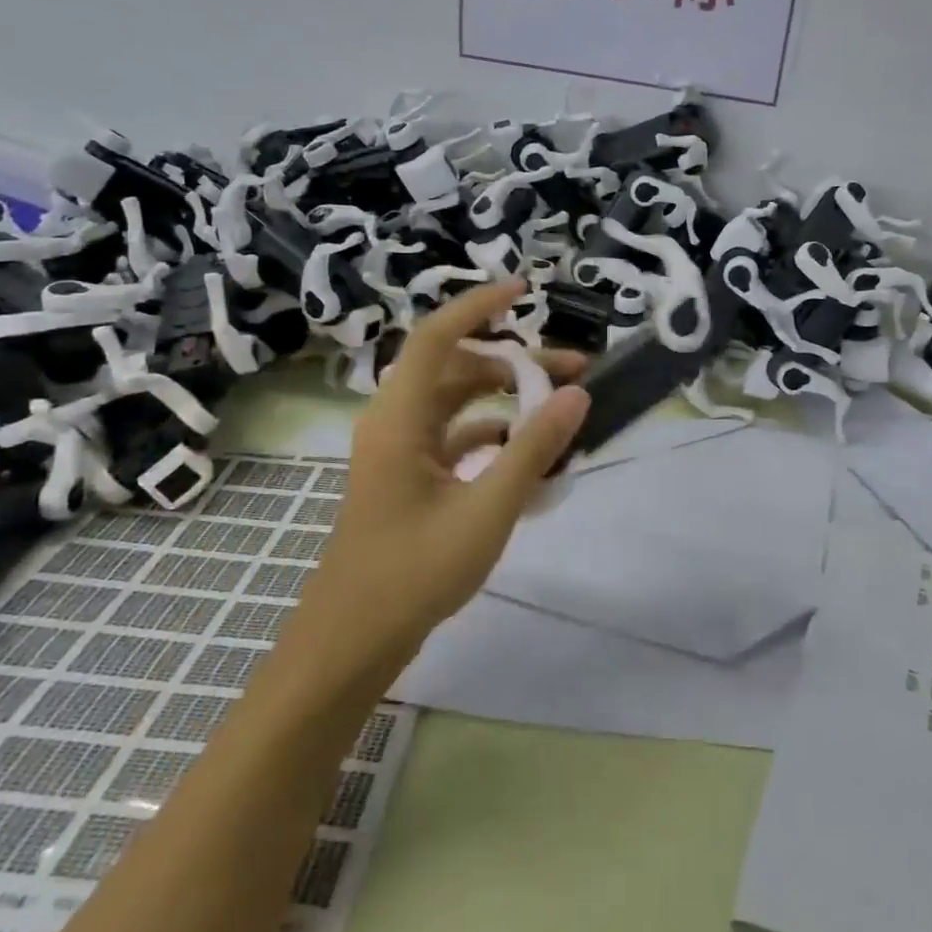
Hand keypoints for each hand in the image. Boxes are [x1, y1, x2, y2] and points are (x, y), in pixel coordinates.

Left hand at [306, 279, 589, 653]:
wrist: (354, 641)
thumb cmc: (414, 572)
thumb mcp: (487, 508)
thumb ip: (534, 448)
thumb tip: (578, 395)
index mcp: (399, 418)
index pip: (437, 337)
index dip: (478, 305)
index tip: (525, 290)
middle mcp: (395, 423)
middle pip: (457, 369)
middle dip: (515, 362)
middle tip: (574, 372)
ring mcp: (400, 452)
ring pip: (458, 404)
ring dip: (507, 400)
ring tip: (562, 410)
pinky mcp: (409, 478)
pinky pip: (455, 438)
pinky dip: (493, 436)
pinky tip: (529, 455)